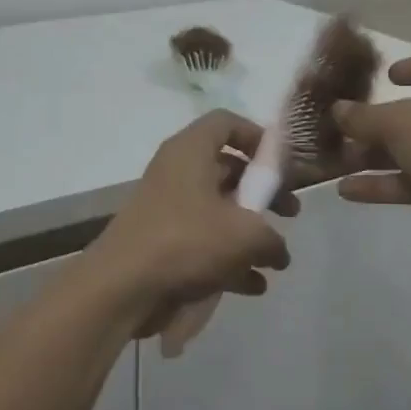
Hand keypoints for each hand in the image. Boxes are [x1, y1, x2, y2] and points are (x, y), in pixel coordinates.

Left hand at [89, 110, 297, 337]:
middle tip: (289, 213)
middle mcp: (176, 172)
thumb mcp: (245, 236)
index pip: (227, 123)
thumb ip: (272, 238)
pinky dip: (228, 259)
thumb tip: (278, 251)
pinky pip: (203, 243)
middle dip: (263, 194)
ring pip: (218, 210)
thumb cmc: (186, 242)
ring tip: (275, 260)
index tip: (283, 165)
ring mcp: (167, 208)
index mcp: (191, 151)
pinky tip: (252, 286)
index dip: (258, 137)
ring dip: (249, 233)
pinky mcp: (161, 242)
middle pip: (227, 170)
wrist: (121, 286)